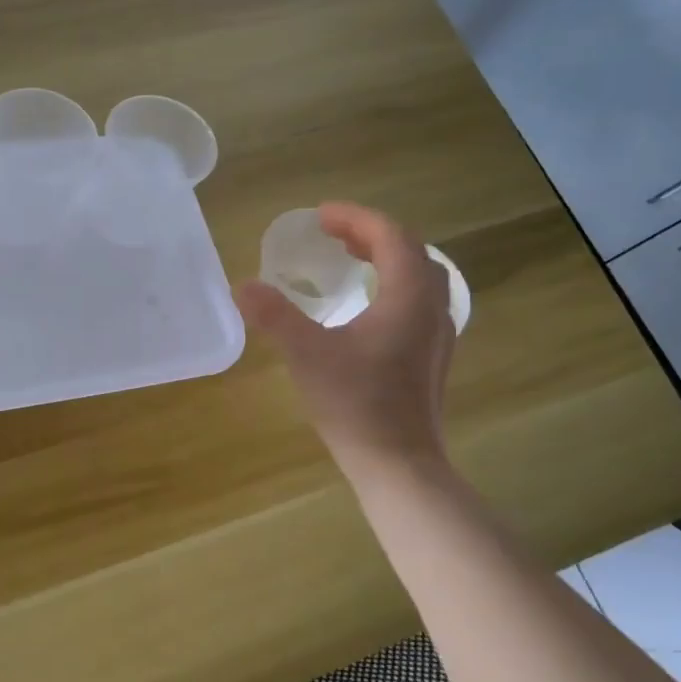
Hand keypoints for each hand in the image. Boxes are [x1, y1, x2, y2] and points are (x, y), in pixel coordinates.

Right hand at [236, 203, 455, 485]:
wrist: (398, 465)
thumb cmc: (356, 404)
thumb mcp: (307, 354)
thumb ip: (275, 316)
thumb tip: (242, 286)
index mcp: (408, 297)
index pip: (391, 236)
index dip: (356, 219)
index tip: (320, 216)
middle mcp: (432, 308)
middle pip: (410, 252)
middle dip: (370, 235)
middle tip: (332, 234)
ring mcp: (437, 335)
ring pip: (419, 278)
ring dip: (385, 259)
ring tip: (350, 261)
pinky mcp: (432, 358)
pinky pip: (418, 303)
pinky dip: (393, 287)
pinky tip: (368, 308)